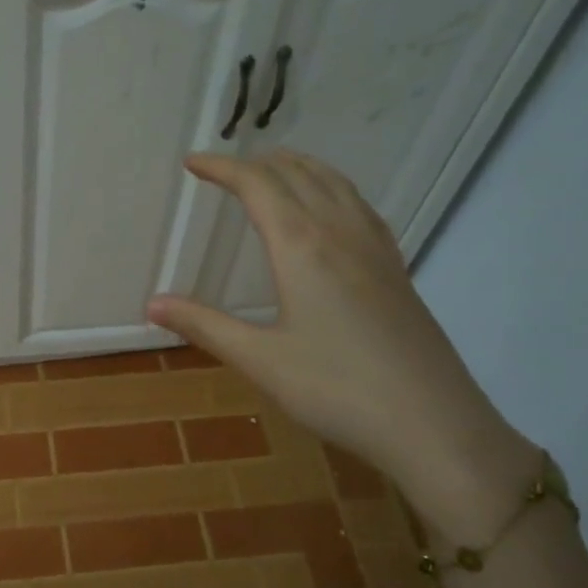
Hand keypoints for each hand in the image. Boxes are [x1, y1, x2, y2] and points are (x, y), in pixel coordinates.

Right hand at [147, 150, 535, 538]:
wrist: (434, 425)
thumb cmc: (337, 390)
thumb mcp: (261, 361)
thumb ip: (205, 326)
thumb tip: (153, 303)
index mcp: (303, 247)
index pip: (258, 186)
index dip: (222, 168)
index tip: (192, 162)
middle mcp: (341, 234)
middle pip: (298, 174)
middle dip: (258, 162)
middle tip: (224, 168)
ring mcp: (376, 249)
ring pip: (336, 184)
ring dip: (299, 167)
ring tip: (273, 170)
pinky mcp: (396, 270)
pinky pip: (359, 206)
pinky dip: (332, 189)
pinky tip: (331, 210)